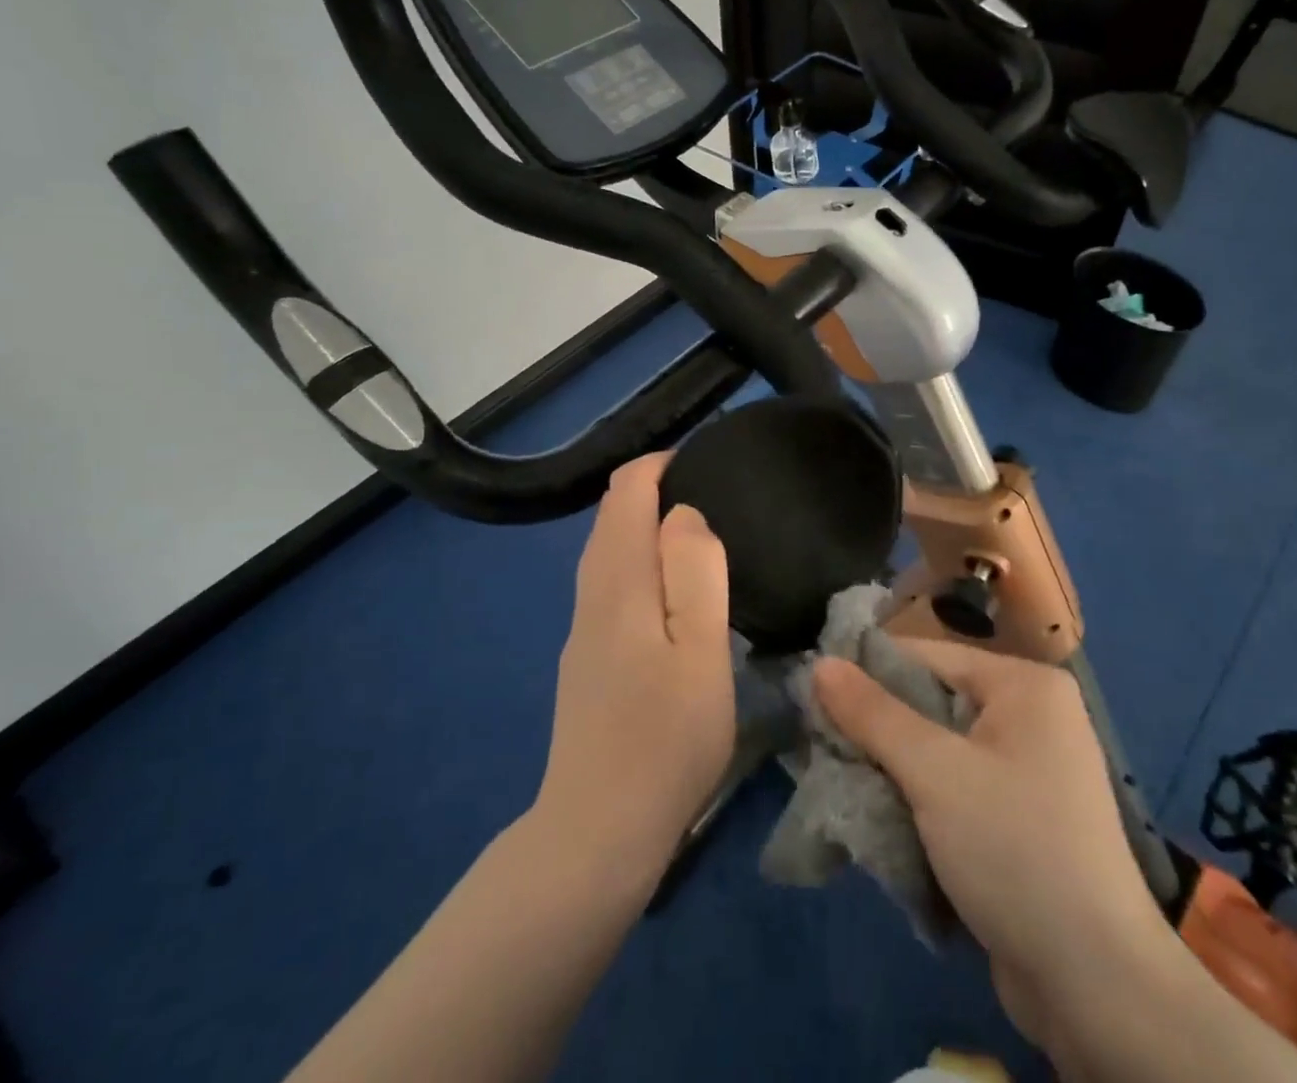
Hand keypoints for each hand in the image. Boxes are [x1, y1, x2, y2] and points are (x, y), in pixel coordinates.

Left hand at [535, 453, 735, 885]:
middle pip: (611, 518)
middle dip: (653, 489)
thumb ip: (695, 571)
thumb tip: (684, 513)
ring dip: (645, 527)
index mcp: (617, 582)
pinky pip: (610, 584)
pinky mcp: (587, 661)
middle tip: (713, 493)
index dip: (660, 465)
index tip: (706, 462)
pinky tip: (670, 591)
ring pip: (608, 552)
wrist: (597, 834)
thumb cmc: (665, 739)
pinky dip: (639, 561)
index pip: (625, 493)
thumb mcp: (700, 649)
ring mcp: (583, 631)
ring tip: (701, 534)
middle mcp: (591, 595)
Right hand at [813, 641, 1174, 1045]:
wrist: (1095, 984)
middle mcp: (1032, 715)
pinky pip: (957, 787)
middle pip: (933, 703)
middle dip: (878, 728)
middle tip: (819, 744)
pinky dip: (920, 799)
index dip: (868, 672)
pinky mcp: (1022, 818)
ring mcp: (1031, 769)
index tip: (812, 693)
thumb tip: (820, 664)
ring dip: (893, 769)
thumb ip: (873, 714)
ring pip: (940, 750)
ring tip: (838, 779)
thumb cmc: (1014, 849)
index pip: (928, 657)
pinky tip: (879, 814)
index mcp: (1025, 685)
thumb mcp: (934, 773)